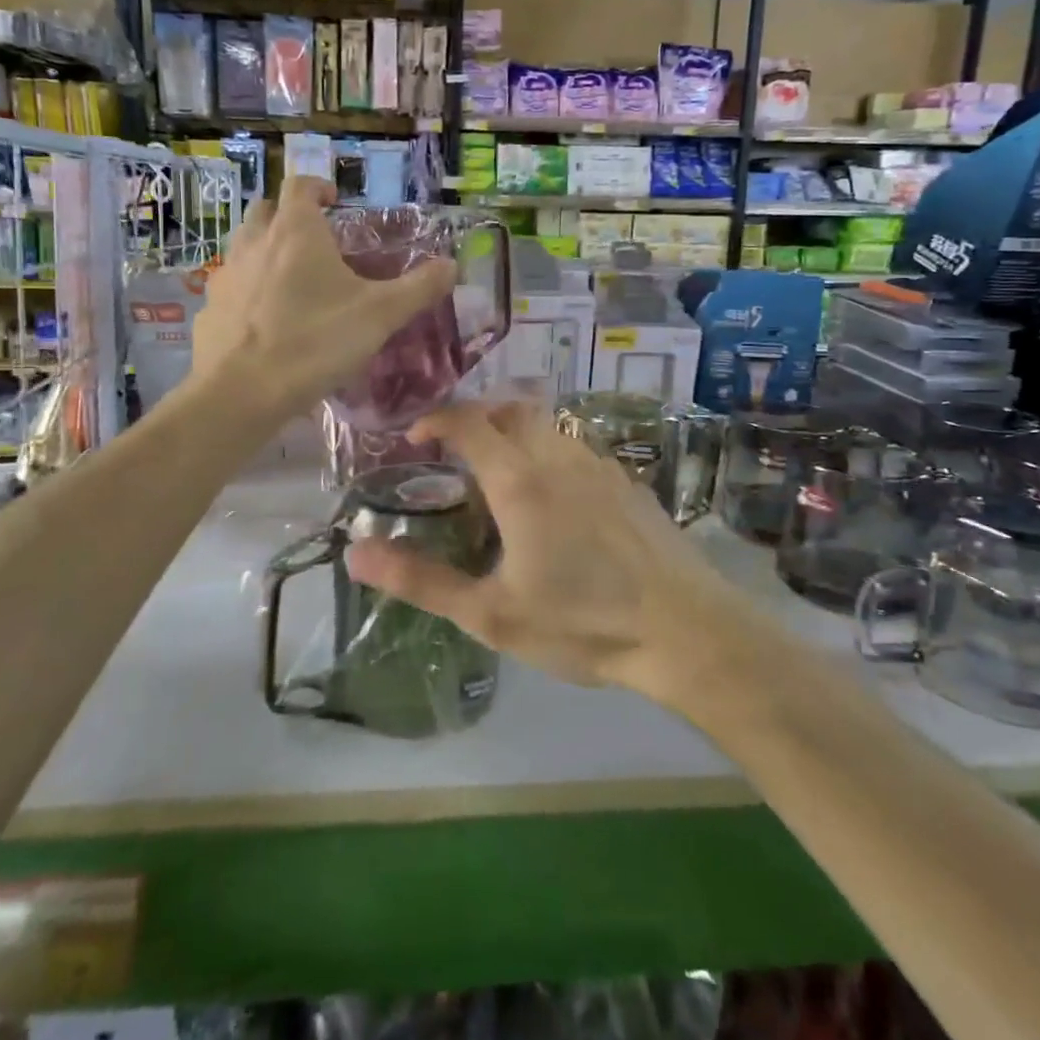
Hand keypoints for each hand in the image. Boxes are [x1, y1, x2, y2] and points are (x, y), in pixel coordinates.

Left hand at [192, 177, 455, 420]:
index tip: (336, 201)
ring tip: (291, 280)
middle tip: (314, 239)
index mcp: (296, 232)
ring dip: (265, 250)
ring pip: (244, 246)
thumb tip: (453, 265)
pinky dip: (248, 290)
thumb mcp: (379, 315)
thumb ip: (418, 288)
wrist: (241, 391)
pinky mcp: (210, 309)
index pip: (300, 185)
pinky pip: (231, 287)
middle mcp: (255, 242)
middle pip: (265, 210)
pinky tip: (265, 321)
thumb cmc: (315, 341)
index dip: (319, 187)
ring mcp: (226, 275)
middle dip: (288, 216)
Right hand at [344, 402, 748, 697]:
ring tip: (500, 476)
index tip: (415, 436)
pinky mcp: (628, 482)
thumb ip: (421, 580)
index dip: (437, 419)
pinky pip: (577, 448)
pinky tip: (555, 500)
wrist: (685, 630)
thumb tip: (355, 553)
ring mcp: (600, 465)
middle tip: (456, 450)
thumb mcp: (491, 613)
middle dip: (477, 417)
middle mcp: (559, 456)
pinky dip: (550, 452)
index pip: (469, 422)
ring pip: (549, 425)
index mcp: (520, 479)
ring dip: (516, 433)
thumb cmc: (582, 622)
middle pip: (512, 409)